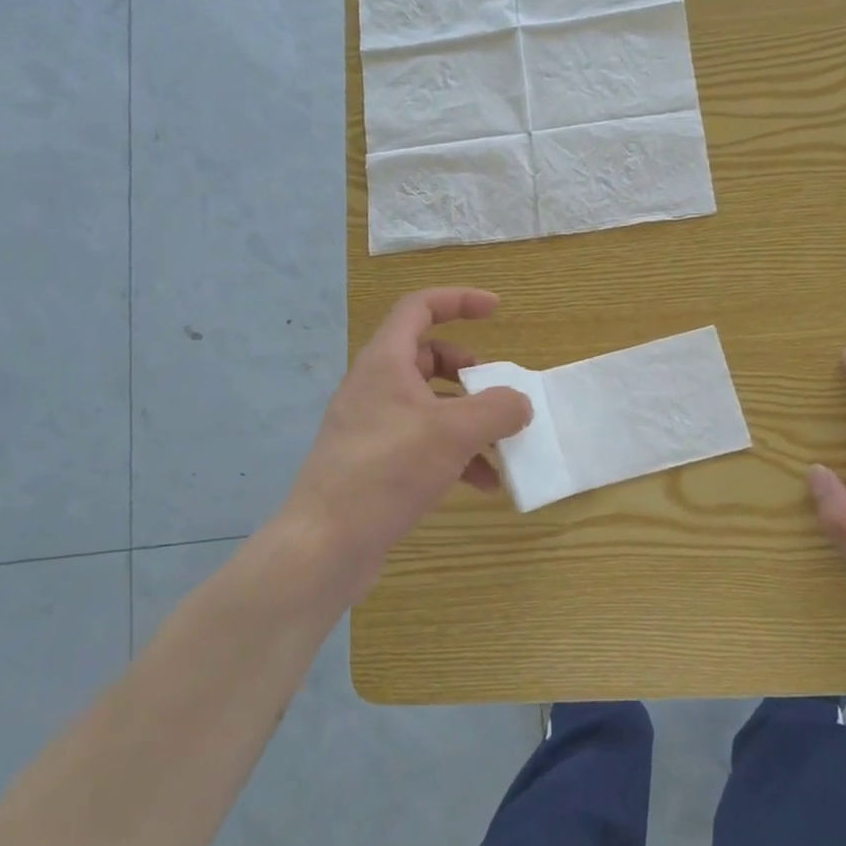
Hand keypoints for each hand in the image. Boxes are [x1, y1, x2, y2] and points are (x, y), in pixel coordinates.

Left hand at [283, 287, 531, 597]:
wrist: (325, 545)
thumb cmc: (386, 471)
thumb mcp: (452, 433)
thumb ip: (496, 410)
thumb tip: (520, 403)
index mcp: (385, 362)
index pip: (420, 308)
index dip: (459, 300)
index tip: (497, 310)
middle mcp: (376, 387)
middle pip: (428, 356)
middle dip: (468, 369)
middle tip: (495, 390)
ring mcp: (373, 426)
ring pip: (430, 404)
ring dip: (469, 419)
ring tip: (501, 445)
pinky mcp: (376, 463)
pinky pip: (424, 443)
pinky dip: (456, 454)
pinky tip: (485, 484)